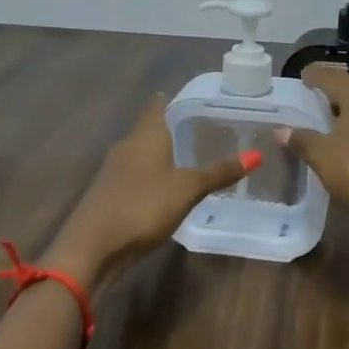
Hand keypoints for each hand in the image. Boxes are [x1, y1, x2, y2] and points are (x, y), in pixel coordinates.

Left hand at [48, 96, 258, 285]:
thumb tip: (257, 154)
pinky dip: (154, 176)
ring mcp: (114, 172)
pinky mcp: (110, 195)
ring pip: (143, 153)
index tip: (198, 99)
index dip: (175, 100)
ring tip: (191, 157)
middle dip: (173, 128)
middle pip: (150, 129)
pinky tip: (168, 187)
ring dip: (162, 154)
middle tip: (205, 129)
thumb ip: (219, 172)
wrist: (91, 248)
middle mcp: (127, 147)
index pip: (158, 106)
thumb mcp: (187, 189)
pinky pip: (137, 176)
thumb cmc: (142, 207)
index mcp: (145, 136)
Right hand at [275, 67, 348, 235]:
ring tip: (322, 118)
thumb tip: (282, 129)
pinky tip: (343, 142)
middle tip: (309, 96)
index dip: (314, 75)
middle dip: (329, 91)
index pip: (331, 76)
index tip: (301, 76)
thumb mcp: (323, 155)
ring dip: (342, 111)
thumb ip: (302, 140)